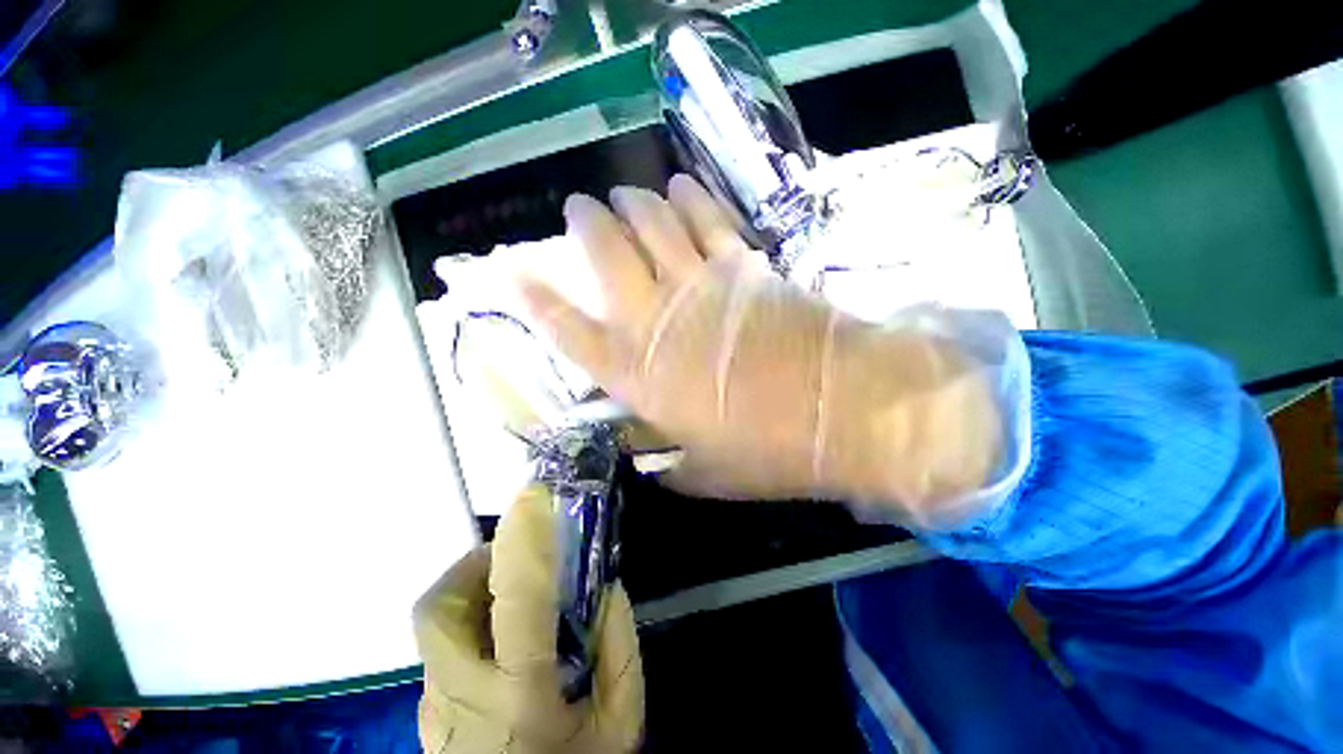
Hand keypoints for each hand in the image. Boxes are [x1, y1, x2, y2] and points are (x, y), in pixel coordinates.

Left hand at [414, 485, 642, 752]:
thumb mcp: (620, 724)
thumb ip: (619, 651)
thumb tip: (607, 589)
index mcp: (522, 694)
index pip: (518, 599)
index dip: (525, 540)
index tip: (533, 495)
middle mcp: (462, 696)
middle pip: (439, 607)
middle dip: (474, 565)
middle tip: (514, 555)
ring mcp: (433, 709)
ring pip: (435, 625)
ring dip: (471, 590)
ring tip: (510, 594)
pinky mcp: (426, 717)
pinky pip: (441, 649)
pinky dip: (468, 624)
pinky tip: (501, 640)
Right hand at [518, 175, 1002, 522]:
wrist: (841, 411)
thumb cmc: (768, 452)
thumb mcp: (703, 472)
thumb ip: (668, 460)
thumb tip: (651, 453)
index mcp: (636, 374)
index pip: (565, 328)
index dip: (532, 298)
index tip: (510, 271)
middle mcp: (656, 319)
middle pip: (603, 253)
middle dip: (584, 224)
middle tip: (579, 210)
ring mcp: (701, 283)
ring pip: (652, 221)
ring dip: (632, 203)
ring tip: (626, 196)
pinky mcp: (745, 265)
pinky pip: (707, 218)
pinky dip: (689, 198)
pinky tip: (679, 186)